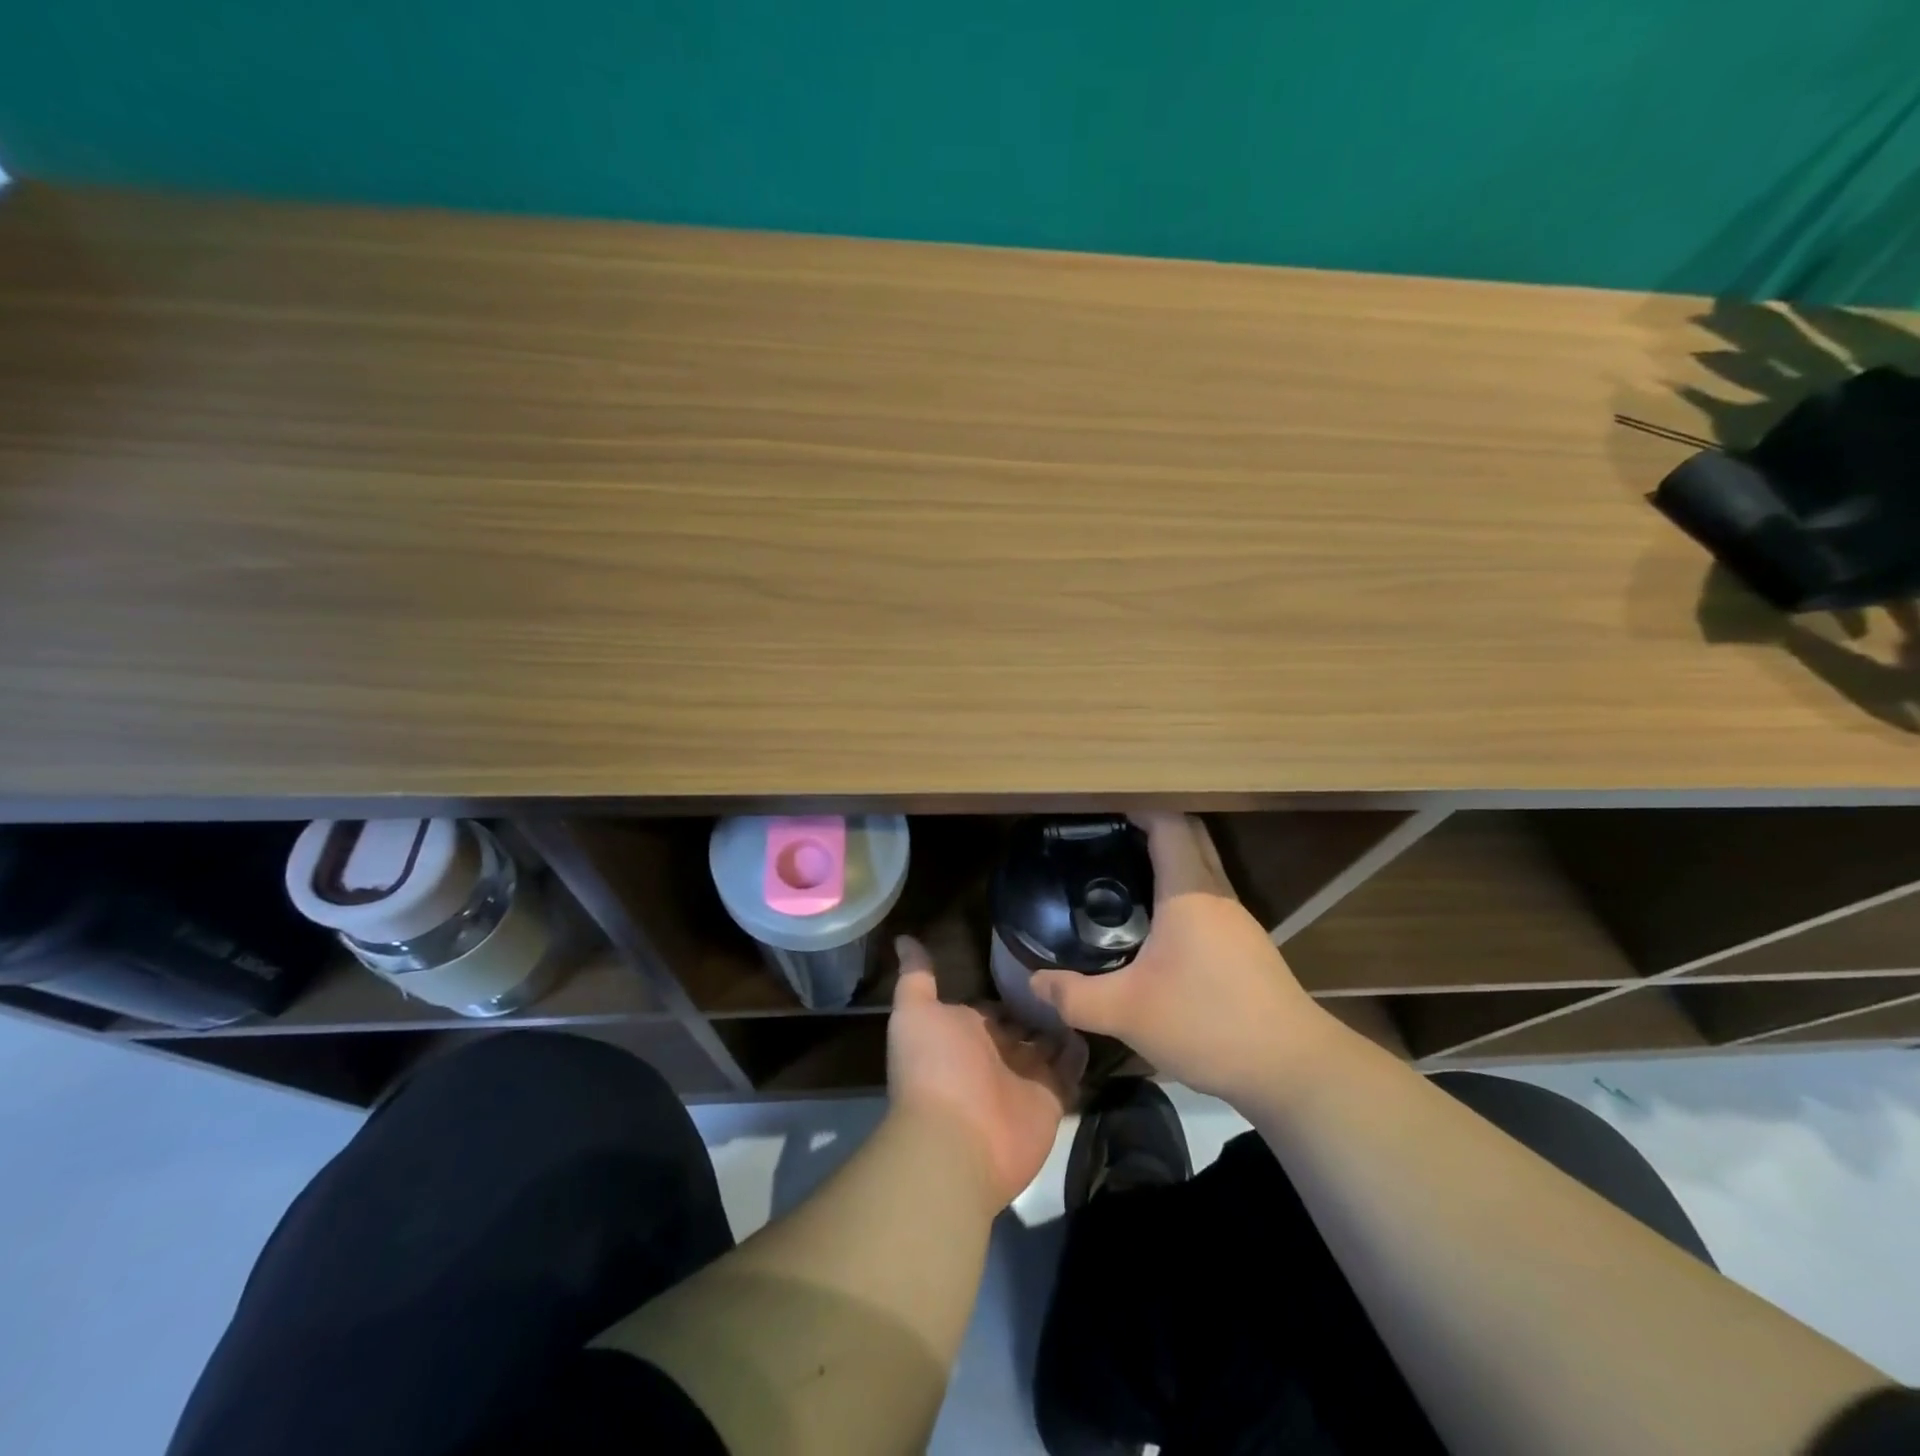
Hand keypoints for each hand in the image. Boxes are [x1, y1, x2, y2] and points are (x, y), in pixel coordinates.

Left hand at [887, 935, 1085, 1209]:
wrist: (956, 1139)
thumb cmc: (934, 1066)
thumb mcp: (916, 1012)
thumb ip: (916, 977)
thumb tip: (903, 938)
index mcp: (965, 1033)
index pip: (991, 1007)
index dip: (1007, 988)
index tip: (1032, 960)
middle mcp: (995, 1054)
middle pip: (1023, 1024)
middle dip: (1040, 1003)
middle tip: (1071, 970)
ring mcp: (1026, 1077)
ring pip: (1049, 1044)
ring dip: (1064, 1022)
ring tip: (1091, 986)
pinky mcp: (1053, 1098)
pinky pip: (1072, 1070)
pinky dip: (1082, 1051)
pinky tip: (1096, 1020)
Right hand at [1030, 813, 1328, 1102]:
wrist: (1293, 1069)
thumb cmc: (1208, 1023)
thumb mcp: (1127, 1012)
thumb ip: (1075, 997)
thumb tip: (1035, 982)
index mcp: (1189, 891)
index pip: (1168, 823)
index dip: (1136, 807)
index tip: (1100, 811)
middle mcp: (1217, 893)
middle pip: (1188, 836)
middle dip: (1148, 826)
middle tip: (1103, 838)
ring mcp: (1237, 919)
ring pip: (1200, 867)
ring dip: (1166, 859)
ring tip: (1119, 873)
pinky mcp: (1246, 945)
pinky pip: (1207, 896)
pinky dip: (1179, 889)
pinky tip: (1154, 924)